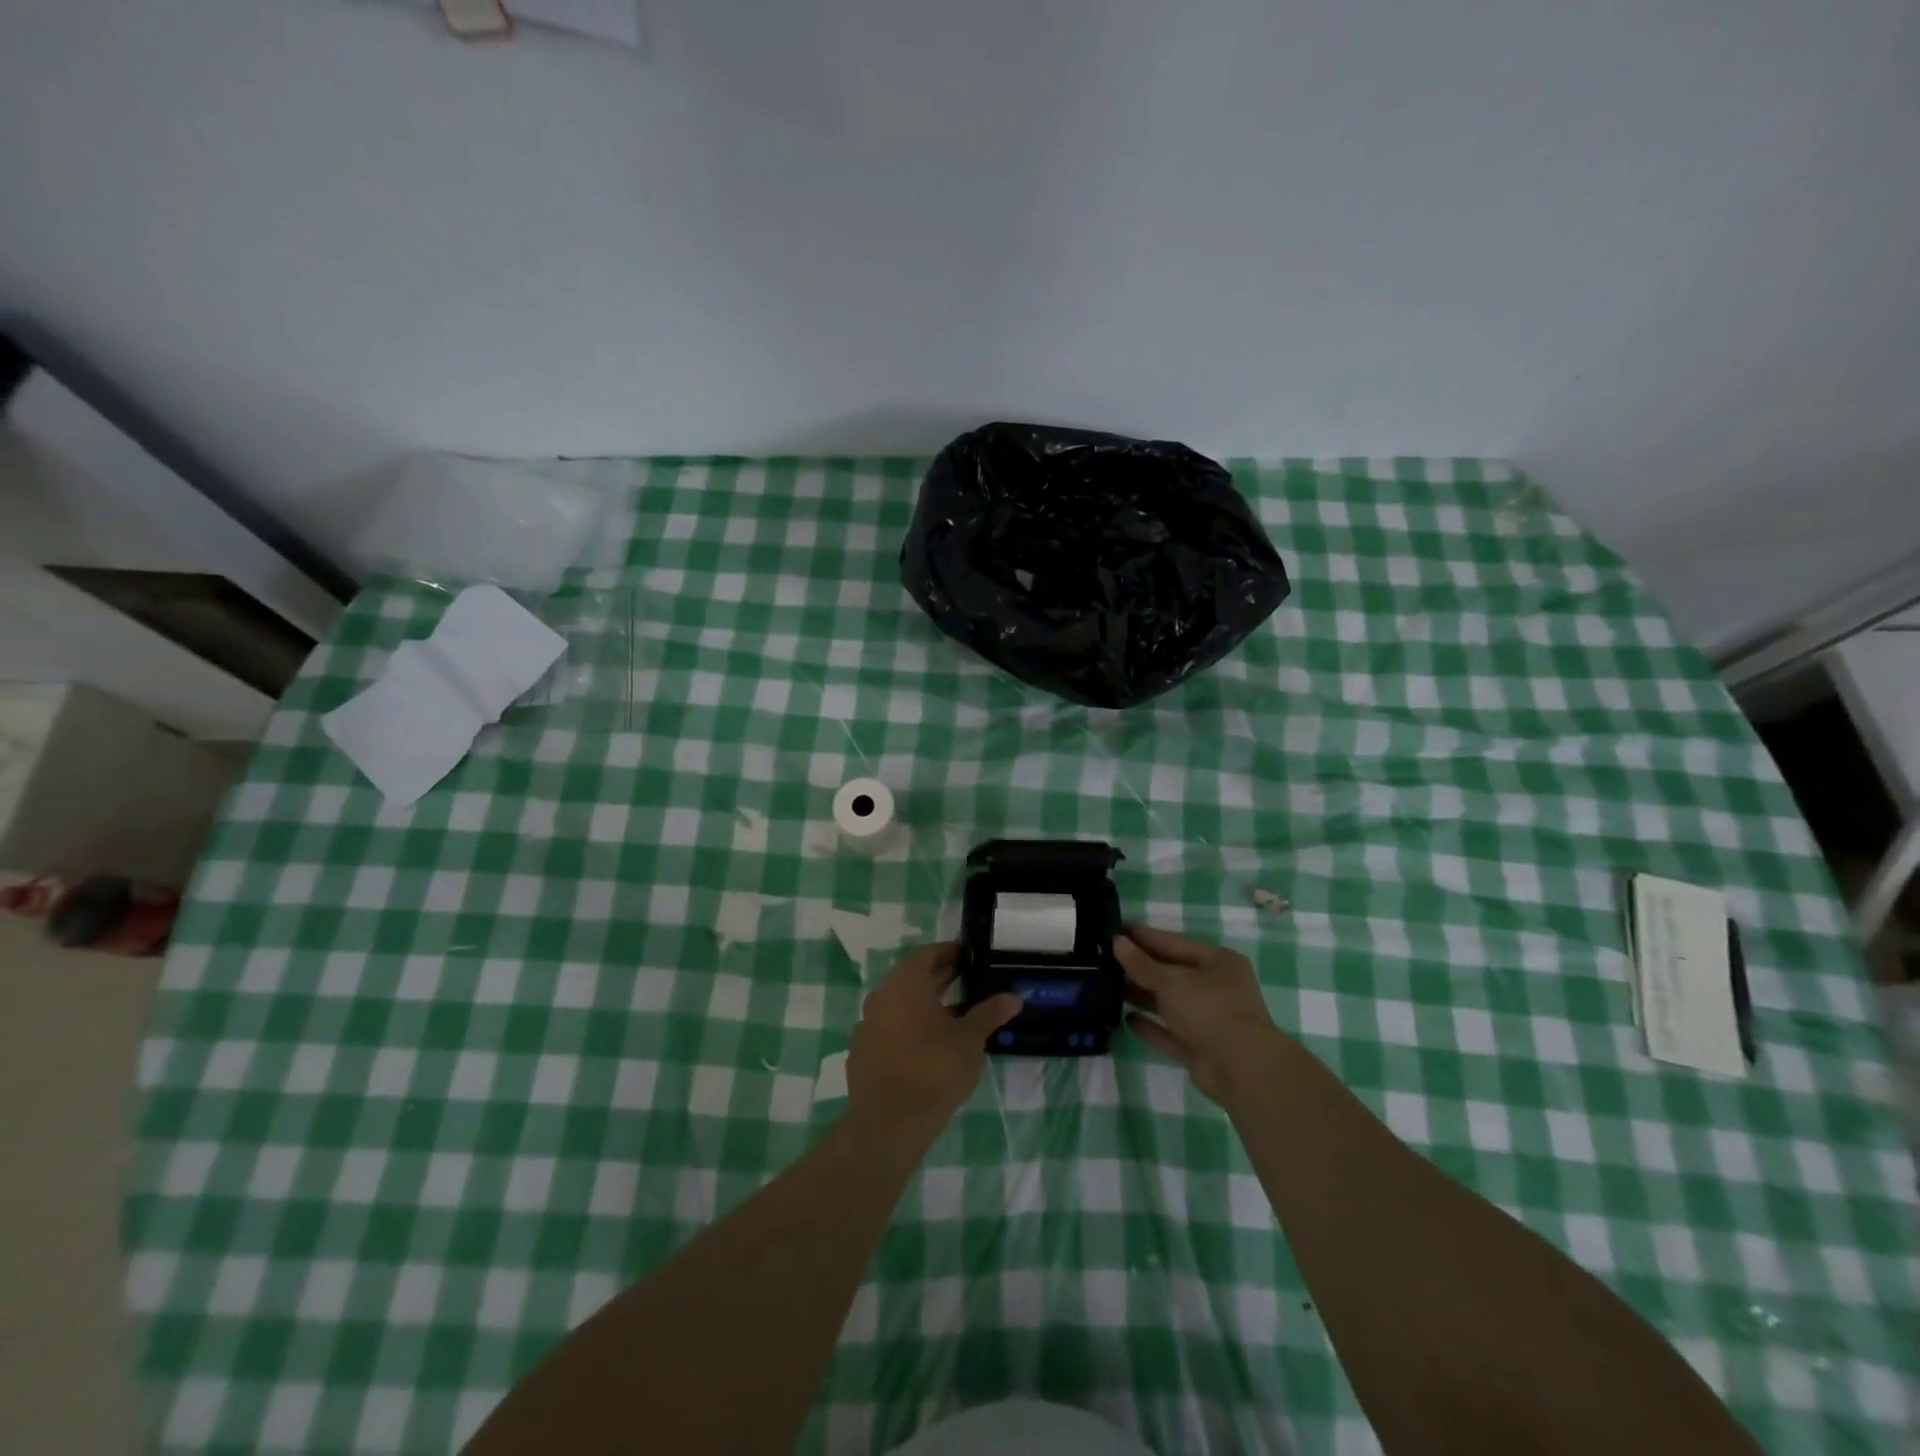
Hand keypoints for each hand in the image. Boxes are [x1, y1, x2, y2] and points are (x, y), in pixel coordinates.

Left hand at [846, 943, 1022, 1144]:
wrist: (888, 1123)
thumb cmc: (934, 1069)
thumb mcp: (970, 1039)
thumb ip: (990, 1013)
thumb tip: (1015, 997)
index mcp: (905, 982)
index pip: (928, 954)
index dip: (950, 952)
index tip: (970, 955)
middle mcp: (881, 996)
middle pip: (913, 978)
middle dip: (941, 977)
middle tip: (969, 979)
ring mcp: (867, 1025)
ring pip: (900, 1004)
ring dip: (925, 1004)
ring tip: (955, 1014)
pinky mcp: (861, 1052)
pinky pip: (889, 1029)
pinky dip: (908, 1028)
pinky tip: (927, 1045)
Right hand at [1116, 924, 1287, 1105]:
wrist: (1241, 1070)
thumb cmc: (1209, 1009)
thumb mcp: (1171, 980)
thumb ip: (1141, 963)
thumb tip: (1117, 941)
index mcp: (1217, 961)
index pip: (1172, 942)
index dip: (1142, 936)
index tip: (1114, 930)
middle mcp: (1216, 987)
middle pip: (1171, 972)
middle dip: (1140, 967)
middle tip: (1104, 959)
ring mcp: (1209, 1019)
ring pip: (1169, 1002)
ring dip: (1142, 995)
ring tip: (1108, 987)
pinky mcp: (1200, 1047)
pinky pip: (1170, 1032)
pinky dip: (1151, 1026)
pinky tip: (1126, 1019)